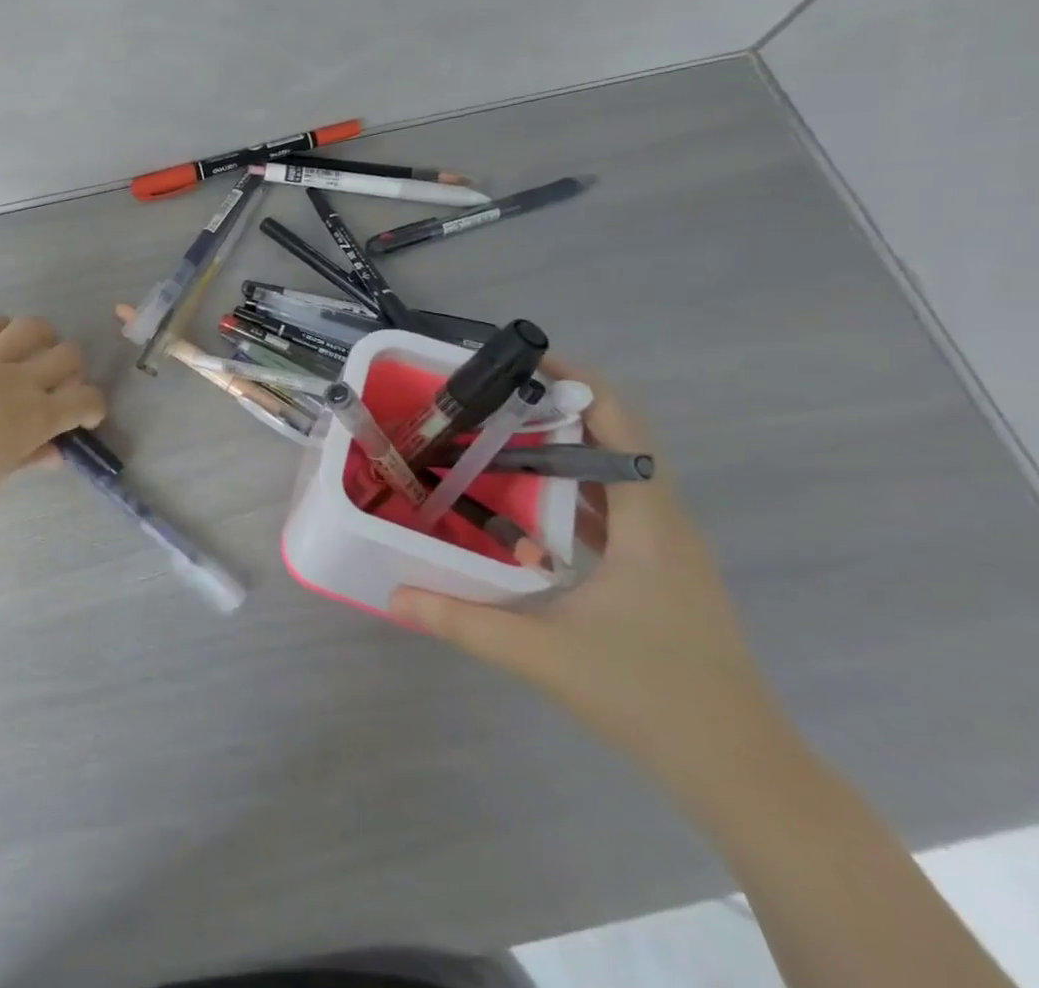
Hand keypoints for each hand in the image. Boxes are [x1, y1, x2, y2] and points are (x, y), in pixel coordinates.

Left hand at [0, 317, 106, 523]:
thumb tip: (55, 452)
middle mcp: (21, 380)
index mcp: (38, 417)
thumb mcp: (1, 474)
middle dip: (73, 368)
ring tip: (34, 349)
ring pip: (31, 328)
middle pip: (67, 355)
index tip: (86, 415)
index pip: (86, 400)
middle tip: (59, 382)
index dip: (94, 406)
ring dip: (42, 337)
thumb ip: (32, 456)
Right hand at [389, 362, 791, 781]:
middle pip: (614, 437)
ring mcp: (665, 548)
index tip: (516, 362)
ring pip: (611, 472)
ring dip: (558, 447)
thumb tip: (393, 596)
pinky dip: (567, 488)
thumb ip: (463, 621)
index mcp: (650, 524)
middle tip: (484, 398)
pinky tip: (521, 501)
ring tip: (491, 435)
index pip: (622, 423)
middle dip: (551, 407)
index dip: (576, 380)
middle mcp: (664, 523)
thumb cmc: (652, 700)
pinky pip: (610, 506)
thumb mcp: (544, 655)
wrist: (742, 773)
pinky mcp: (657, 571)